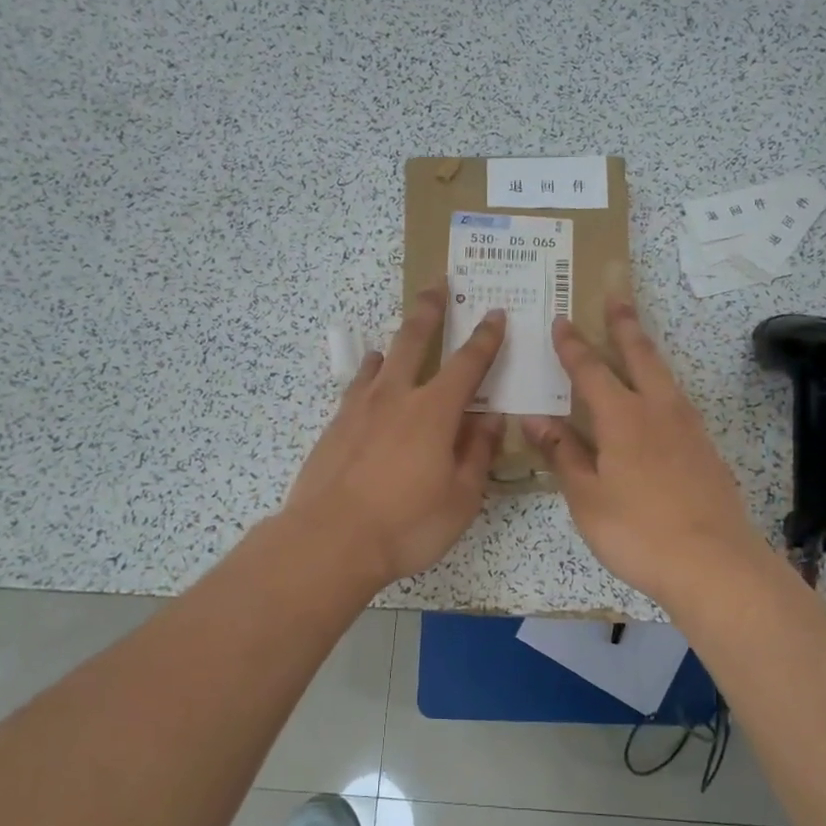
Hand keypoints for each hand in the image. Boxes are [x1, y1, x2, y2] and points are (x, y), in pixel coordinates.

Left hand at [282, 286, 506, 589]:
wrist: (330, 540)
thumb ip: (477, 454)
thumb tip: (490, 419)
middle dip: (429, 311)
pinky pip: (356, 387)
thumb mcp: (461, 498)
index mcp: (435, 412)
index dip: (485, 338)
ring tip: (398, 336)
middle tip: (436, 285)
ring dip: (394, 342)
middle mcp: (396, 397)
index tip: (495, 314)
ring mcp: (359, 409)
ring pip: (379, 360)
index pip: (468, 364)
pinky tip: (368, 380)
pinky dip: (367, 375)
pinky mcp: (334, 427)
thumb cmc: (407, 524)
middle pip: (413, 341)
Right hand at [522, 299, 770, 610]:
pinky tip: (660, 403)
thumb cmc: (637, 531)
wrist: (713, 563)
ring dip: (648, 352)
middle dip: (624, 325)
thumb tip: (536, 418)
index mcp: (623, 418)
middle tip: (617, 295)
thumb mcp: (587, 496)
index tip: (561, 320)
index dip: (573, 346)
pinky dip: (663, 388)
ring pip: (665, 377)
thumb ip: (563, 453)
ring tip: (638, 340)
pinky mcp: (706, 450)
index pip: (591, 370)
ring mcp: (689, 429)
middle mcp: (659, 411)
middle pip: (640, 356)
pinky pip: (678, 403)